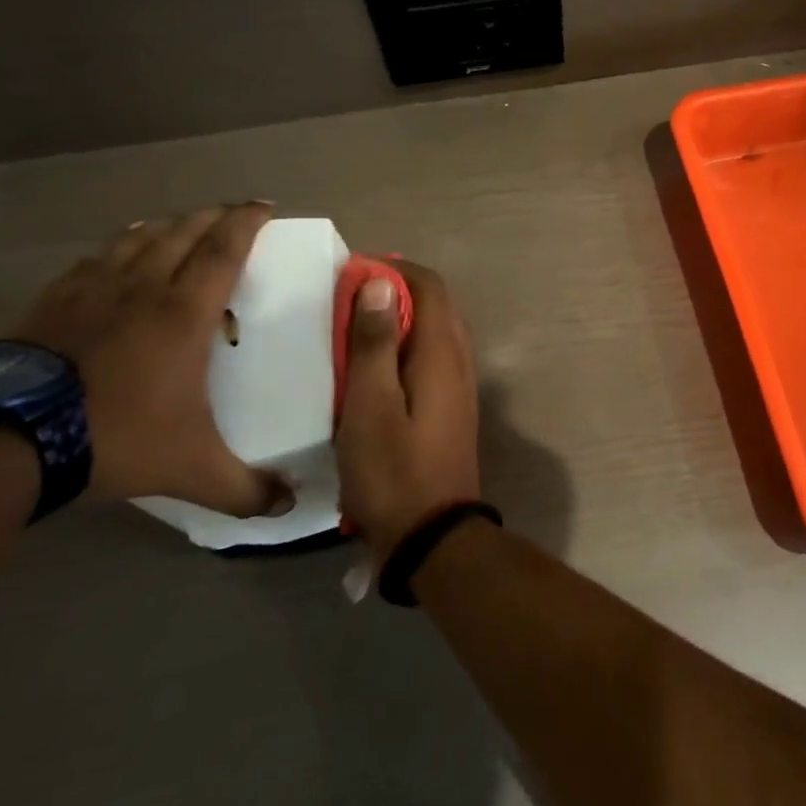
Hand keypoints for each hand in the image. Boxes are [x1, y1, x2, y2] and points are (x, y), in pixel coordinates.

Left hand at [9, 202, 290, 517]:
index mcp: (184, 311)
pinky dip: (122, 245)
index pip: (224, 248)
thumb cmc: (113, 437)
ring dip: (169, 226)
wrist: (4, 439)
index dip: (247, 221)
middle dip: (214, 216)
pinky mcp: (54, 299)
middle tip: (234, 214)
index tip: (265, 206)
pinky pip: (98, 256)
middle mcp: (143, 286)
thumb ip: (244, 488)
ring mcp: (93, 288)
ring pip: (140, 237)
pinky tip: (121, 255)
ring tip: (184, 227)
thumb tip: (289, 506)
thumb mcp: (190, 469)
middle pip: (184, 231)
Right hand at [335, 260, 480, 559]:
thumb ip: (375, 341)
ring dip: (398, 321)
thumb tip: (380, 281)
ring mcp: (460, 386)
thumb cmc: (393, 470)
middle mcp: (460, 361)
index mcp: (443, 352)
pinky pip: (431, 359)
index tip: (351, 273)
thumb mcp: (370, 404)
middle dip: (393, 292)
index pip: (430, 285)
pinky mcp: (451, 408)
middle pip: (434, 305)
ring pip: (433, 332)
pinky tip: (372, 370)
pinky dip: (404, 349)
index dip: (392, 270)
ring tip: (351, 331)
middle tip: (345, 301)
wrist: (432, 536)